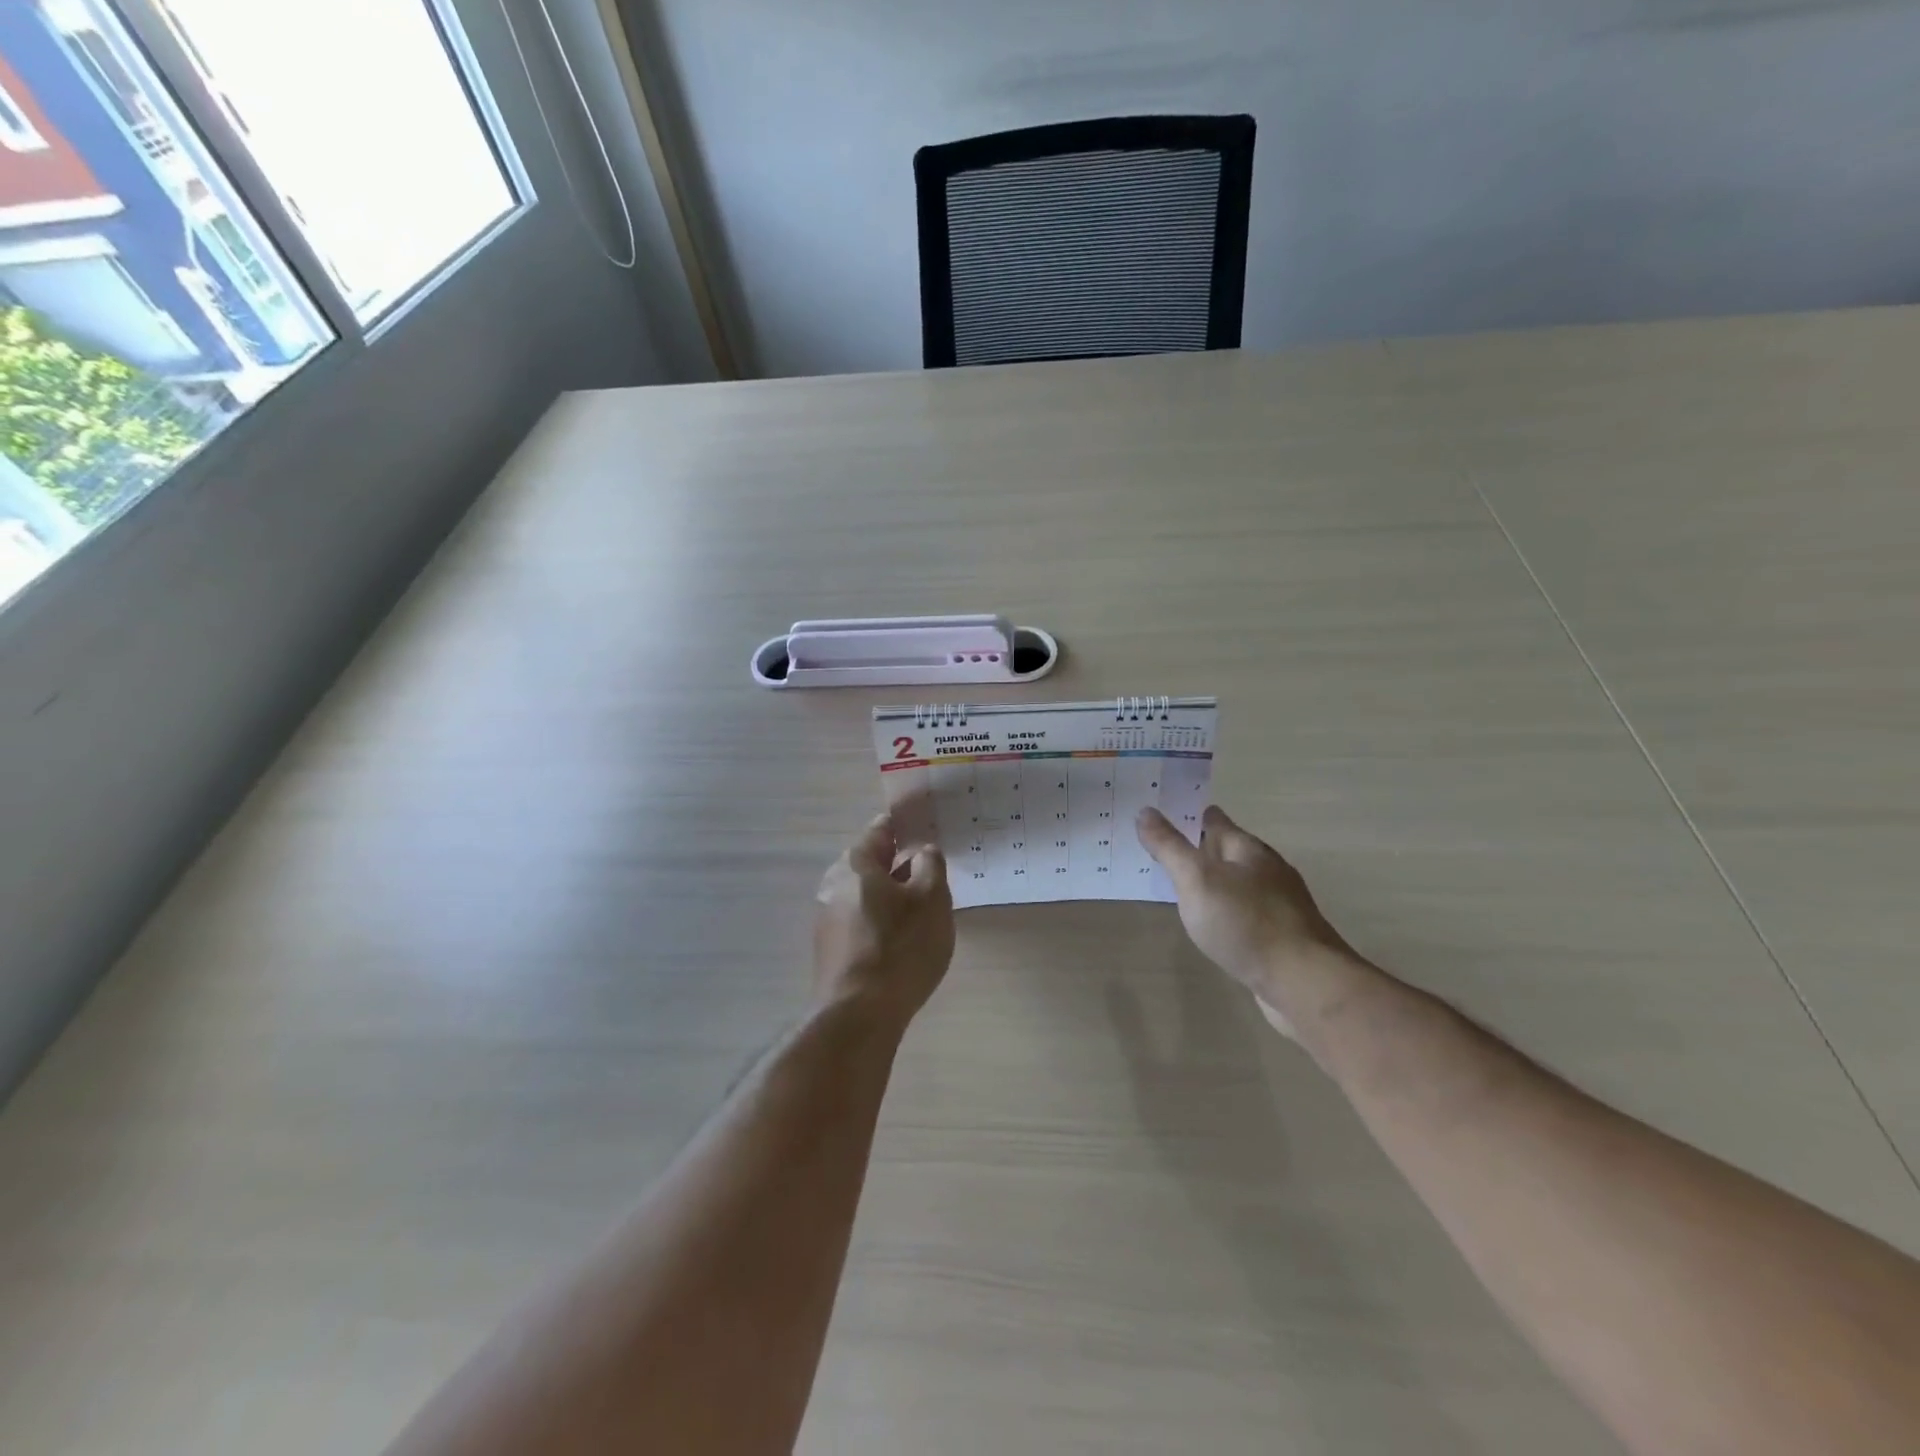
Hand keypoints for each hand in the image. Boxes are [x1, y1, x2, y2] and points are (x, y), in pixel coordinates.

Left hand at [814, 814, 954, 1028]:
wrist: (858, 1015)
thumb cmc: (900, 946)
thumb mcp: (931, 898)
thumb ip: (930, 864)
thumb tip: (922, 852)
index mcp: (854, 863)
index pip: (881, 830)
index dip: (906, 826)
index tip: (928, 827)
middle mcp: (833, 885)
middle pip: (872, 864)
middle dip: (901, 864)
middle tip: (934, 870)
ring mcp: (828, 919)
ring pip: (867, 895)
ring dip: (893, 896)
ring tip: (925, 907)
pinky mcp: (831, 950)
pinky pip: (862, 922)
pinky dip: (883, 921)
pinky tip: (904, 939)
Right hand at [1136, 805, 1353, 1035]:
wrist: (1303, 982)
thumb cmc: (1245, 922)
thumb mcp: (1196, 879)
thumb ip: (1169, 847)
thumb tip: (1145, 811)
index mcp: (1248, 849)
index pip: (1214, 820)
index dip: (1188, 814)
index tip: (1161, 813)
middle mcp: (1266, 870)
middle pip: (1227, 850)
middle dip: (1198, 849)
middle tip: (1161, 850)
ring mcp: (1278, 904)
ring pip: (1236, 882)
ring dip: (1212, 881)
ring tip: (1180, 886)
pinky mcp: (1281, 936)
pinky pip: (1243, 912)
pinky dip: (1224, 910)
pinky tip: (1212, 922)